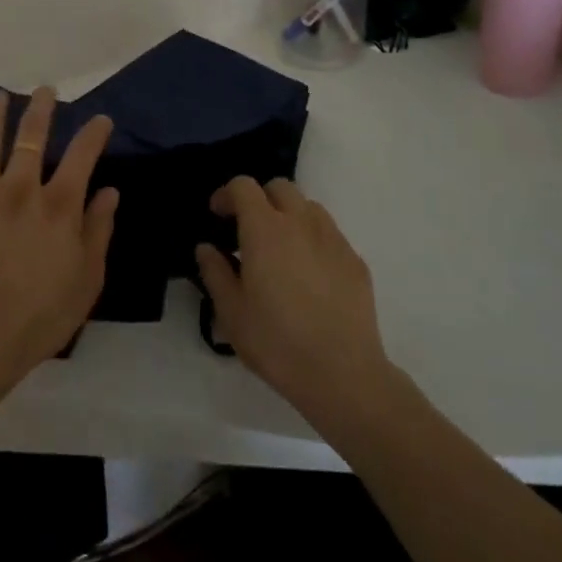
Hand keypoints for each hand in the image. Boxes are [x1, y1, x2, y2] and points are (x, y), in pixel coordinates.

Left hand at [0, 87, 118, 407]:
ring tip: (1, 96)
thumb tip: (110, 191)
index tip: (101, 120)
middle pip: (32, 136)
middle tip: (46, 91)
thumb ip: (98, 231)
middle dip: (42, 108)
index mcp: (59, 205)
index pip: (83, 154)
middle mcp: (20, 188)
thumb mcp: (86, 281)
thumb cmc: (38, 319)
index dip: (94, 132)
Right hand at [196, 177, 396, 427]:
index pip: (243, 186)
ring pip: (308, 207)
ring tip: (280, 250)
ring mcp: (333, 239)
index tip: (218, 216)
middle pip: (279, 187)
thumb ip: (215, 272)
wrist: (343, 374)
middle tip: (248, 230)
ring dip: (289, 216)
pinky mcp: (355, 260)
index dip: (227, 194)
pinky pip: (329, 234)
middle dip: (260, 199)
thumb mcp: (231, 312)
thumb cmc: (277, 342)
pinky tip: (309, 275)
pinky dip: (313, 240)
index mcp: (265, 229)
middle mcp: (301, 222)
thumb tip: (207, 248)